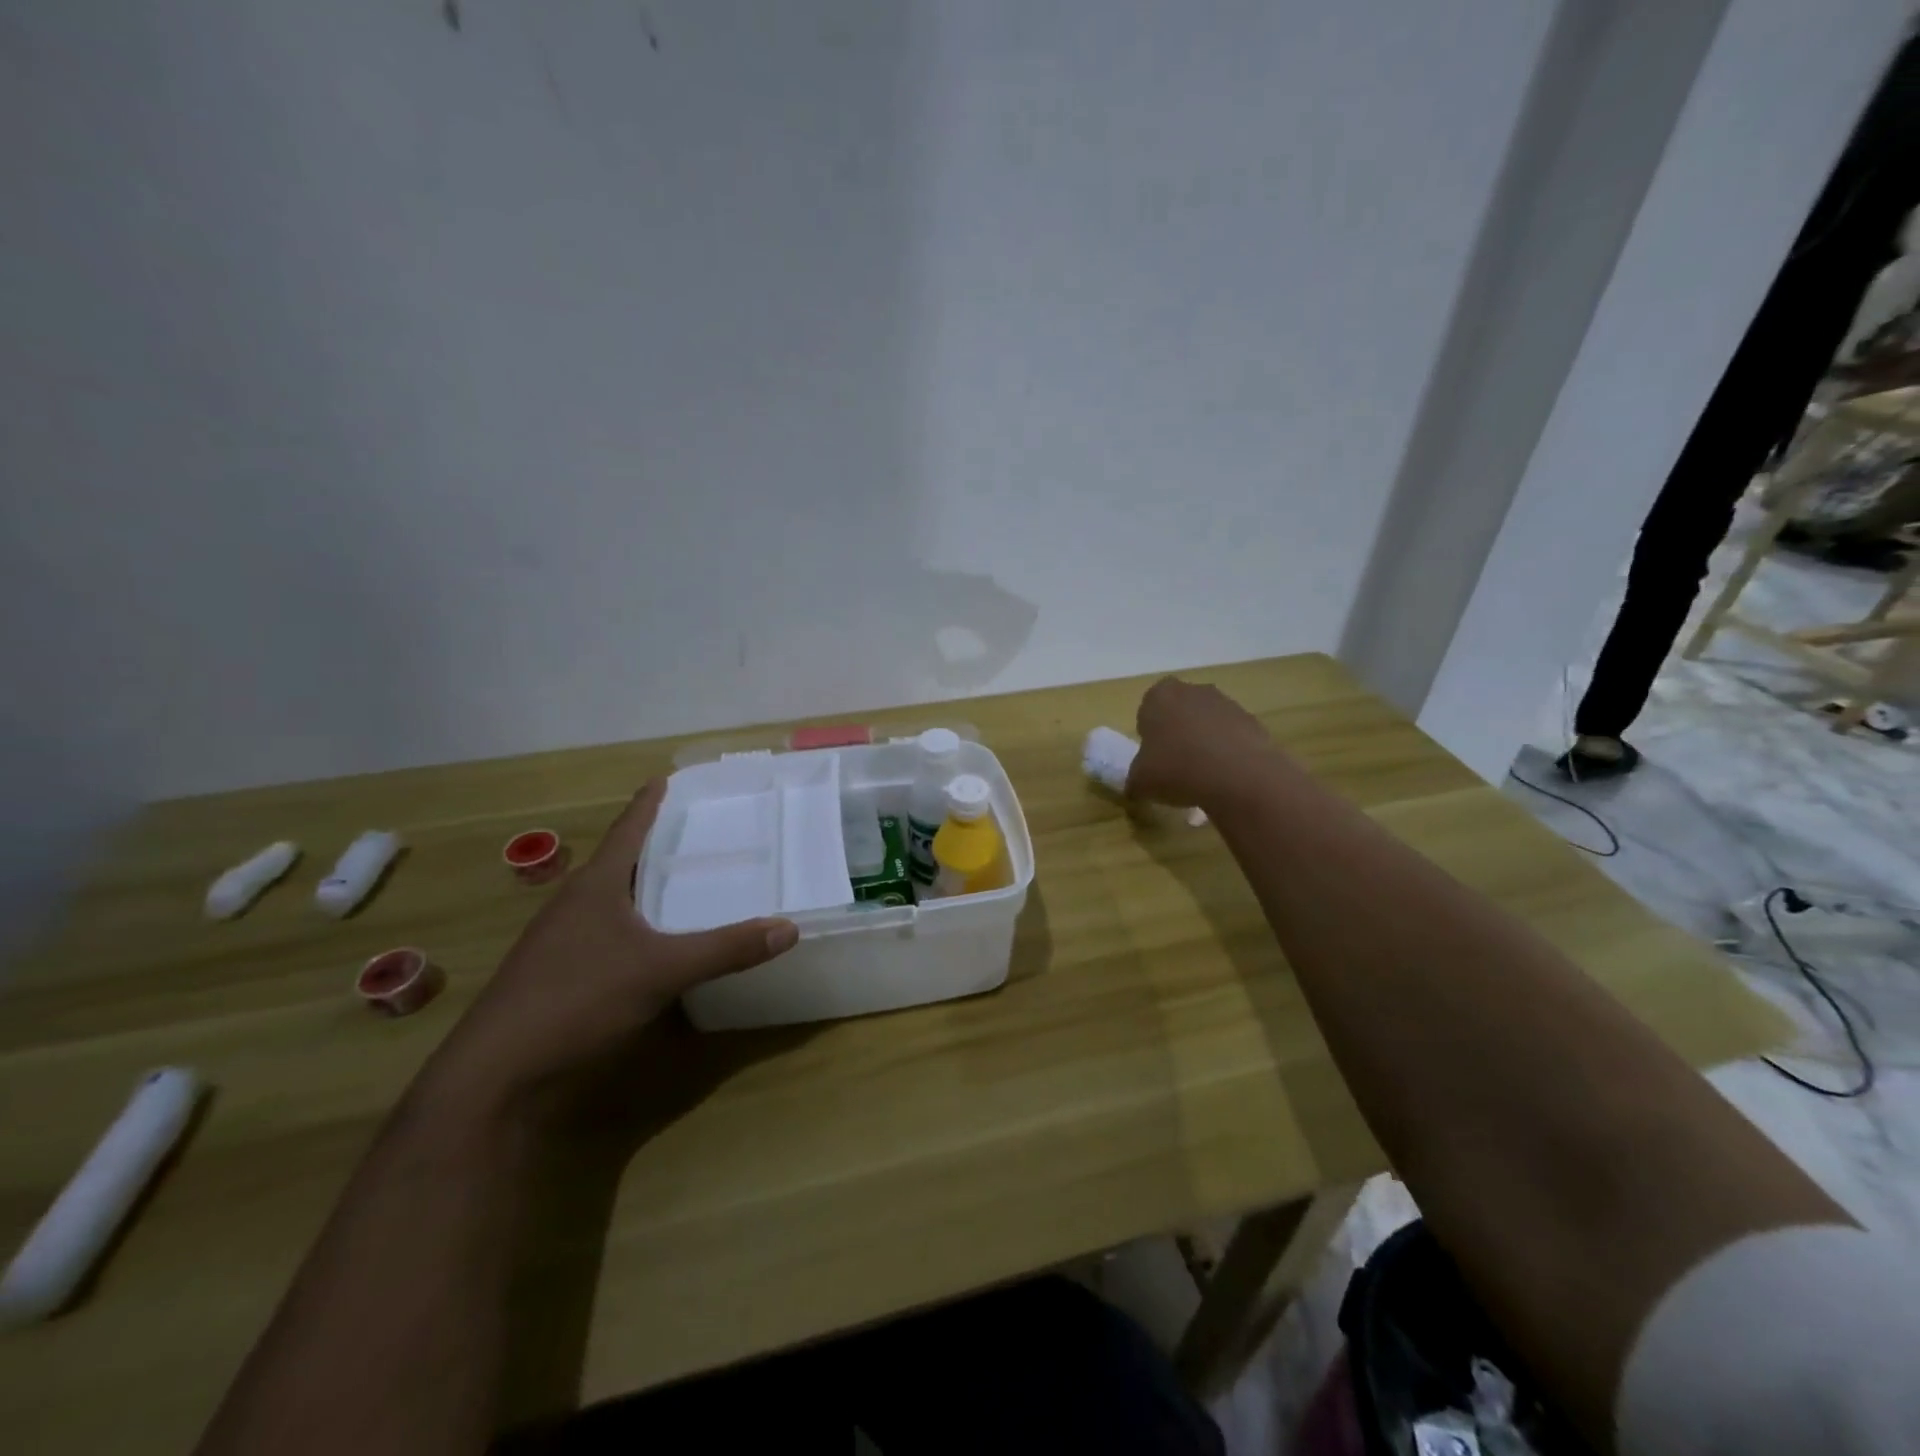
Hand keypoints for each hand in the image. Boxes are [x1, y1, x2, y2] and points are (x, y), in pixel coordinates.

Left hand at [426, 780, 798, 1116]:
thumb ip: (725, 949)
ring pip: (613, 900)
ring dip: (646, 888)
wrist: (495, 1076)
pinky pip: (609, 934)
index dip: (649, 803)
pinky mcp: (560, 976)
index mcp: (594, 886)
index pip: (628, 829)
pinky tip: (659, 942)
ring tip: (687, 882)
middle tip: (700, 832)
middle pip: (621, 862)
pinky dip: (638, 926)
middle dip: (656, 845)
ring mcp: (562, 942)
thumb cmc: (576, 999)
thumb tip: (789, 928)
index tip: (668, 778)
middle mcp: (575, 904)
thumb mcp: (661, 971)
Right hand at [1128, 677, 1283, 812]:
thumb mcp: (1140, 782)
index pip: (1148, 708)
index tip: (1153, 757)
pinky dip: (1228, 753)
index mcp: (1160, 696)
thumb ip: (1135, 779)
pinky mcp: (1253, 722)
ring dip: (1204, 743)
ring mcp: (1227, 704)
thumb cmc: (1176, 769)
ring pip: (1208, 723)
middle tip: (1175, 766)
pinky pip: (1232, 737)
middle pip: (1180, 712)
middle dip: (1177, 734)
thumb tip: (1137, 786)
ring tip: (1202, 777)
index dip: (1149, 733)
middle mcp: (1193, 691)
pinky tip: (1225, 778)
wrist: (1238, 776)